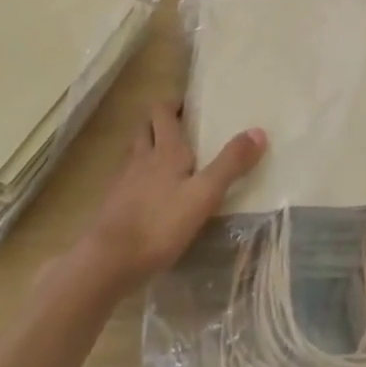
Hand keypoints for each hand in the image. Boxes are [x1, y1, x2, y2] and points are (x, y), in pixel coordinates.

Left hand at [70, 102, 265, 295]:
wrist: (106, 263)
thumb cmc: (159, 223)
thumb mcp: (204, 194)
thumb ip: (230, 164)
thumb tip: (259, 130)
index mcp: (164, 149)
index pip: (162, 112)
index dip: (172, 103)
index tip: (187, 103)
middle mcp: (141, 158)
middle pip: (144, 128)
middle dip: (158, 122)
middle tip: (178, 125)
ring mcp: (123, 183)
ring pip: (134, 153)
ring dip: (146, 147)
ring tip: (164, 156)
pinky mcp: (112, 208)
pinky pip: (126, 181)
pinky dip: (137, 179)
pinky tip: (148, 195)